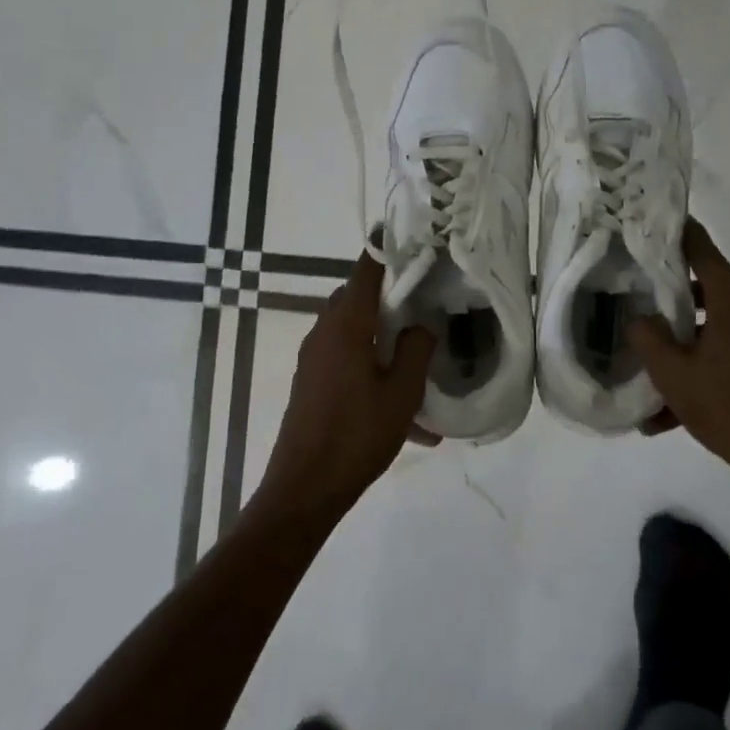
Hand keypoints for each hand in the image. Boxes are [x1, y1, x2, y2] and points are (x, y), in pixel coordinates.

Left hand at [260, 250, 435, 518]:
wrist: (304, 489)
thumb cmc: (356, 435)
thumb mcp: (402, 393)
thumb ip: (417, 349)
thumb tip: (421, 325)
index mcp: (346, 324)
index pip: (366, 270)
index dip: (388, 250)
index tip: (412, 240)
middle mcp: (324, 332)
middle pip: (359, 299)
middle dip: (391, 299)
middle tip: (425, 305)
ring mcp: (314, 359)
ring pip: (355, 333)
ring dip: (384, 342)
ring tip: (420, 370)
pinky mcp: (311, 383)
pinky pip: (347, 363)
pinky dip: (373, 372)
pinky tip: (406, 417)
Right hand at [628, 220, 729, 476]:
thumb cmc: (728, 406)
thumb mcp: (673, 374)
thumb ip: (648, 337)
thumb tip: (638, 316)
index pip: (700, 248)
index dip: (676, 234)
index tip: (651, 224)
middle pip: (707, 286)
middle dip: (673, 296)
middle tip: (640, 303)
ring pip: (718, 323)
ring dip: (687, 341)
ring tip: (653, 371)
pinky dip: (707, 364)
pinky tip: (674, 410)